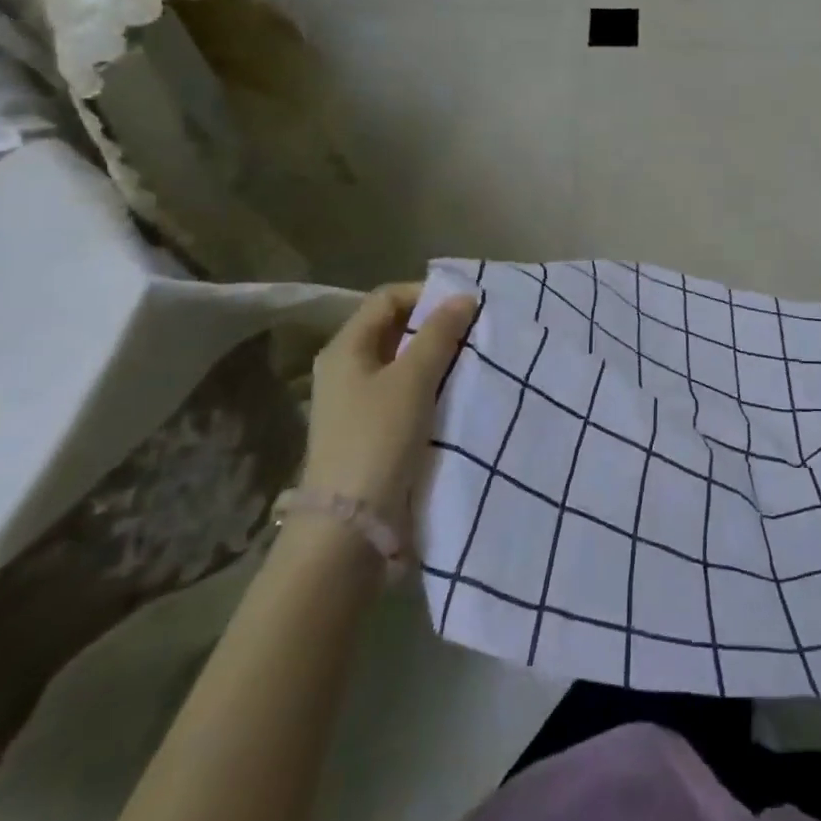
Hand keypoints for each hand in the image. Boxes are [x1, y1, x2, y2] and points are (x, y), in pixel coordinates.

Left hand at [301, 283, 477, 526]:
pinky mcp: (371, 430)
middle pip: (394, 329)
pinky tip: (457, 393)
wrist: (351, 525)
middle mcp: (346, 369)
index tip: (465, 306)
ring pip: (402, 362)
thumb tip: (463, 297)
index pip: (387, 298)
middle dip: (436, 326)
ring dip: (437, 357)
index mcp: (345, 349)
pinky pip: (405, 392)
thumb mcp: (413, 379)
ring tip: (473, 360)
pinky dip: (431, 385)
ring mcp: (357, 402)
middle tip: (475, 331)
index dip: (426, 294)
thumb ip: (439, 334)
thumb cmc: (378, 438)